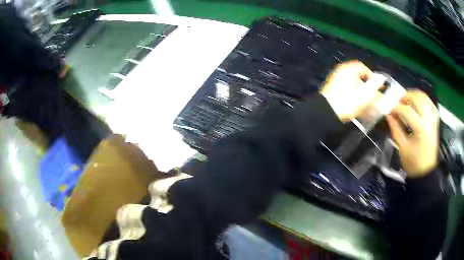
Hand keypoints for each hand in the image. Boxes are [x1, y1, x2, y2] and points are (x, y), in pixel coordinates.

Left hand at [320, 60, 382, 121]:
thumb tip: (381, 79)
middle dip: (367, 86)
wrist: (325, 112)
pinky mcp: (331, 87)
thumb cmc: (347, 103)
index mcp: (348, 69)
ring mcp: (335, 78)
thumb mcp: (364, 96)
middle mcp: (341, 70)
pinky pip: (345, 88)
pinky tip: (355, 104)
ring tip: (365, 103)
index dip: (371, 76)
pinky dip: (352, 94)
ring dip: (360, 91)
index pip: (362, 67)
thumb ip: (374, 86)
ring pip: (352, 83)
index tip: (377, 87)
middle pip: (357, 75)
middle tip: (372, 97)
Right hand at [386, 90, 438, 177]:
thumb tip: (389, 115)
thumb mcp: (402, 148)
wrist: (426, 172)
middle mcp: (429, 120)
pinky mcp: (435, 122)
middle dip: (406, 96)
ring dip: (416, 95)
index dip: (396, 107)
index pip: (407, 110)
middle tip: (398, 100)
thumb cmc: (413, 163)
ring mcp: (433, 120)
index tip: (389, 108)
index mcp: (421, 128)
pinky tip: (418, 102)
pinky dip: (424, 100)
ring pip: (425, 99)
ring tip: (407, 98)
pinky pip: (430, 104)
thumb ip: (396, 129)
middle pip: (418, 99)